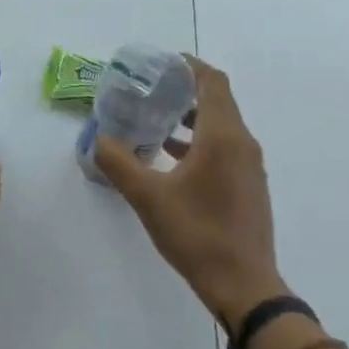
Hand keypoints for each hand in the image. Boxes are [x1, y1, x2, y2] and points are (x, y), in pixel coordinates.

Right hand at [93, 56, 284, 325]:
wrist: (244, 285)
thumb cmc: (196, 233)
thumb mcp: (147, 197)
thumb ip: (118, 162)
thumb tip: (99, 138)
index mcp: (223, 137)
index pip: (212, 82)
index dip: (188, 66)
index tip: (159, 63)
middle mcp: (242, 144)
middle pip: (218, 100)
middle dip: (184, 89)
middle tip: (148, 89)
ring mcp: (249, 167)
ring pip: (221, 125)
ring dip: (190, 116)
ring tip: (154, 119)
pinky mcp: (248, 186)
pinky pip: (224, 147)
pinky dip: (199, 140)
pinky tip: (170, 156)